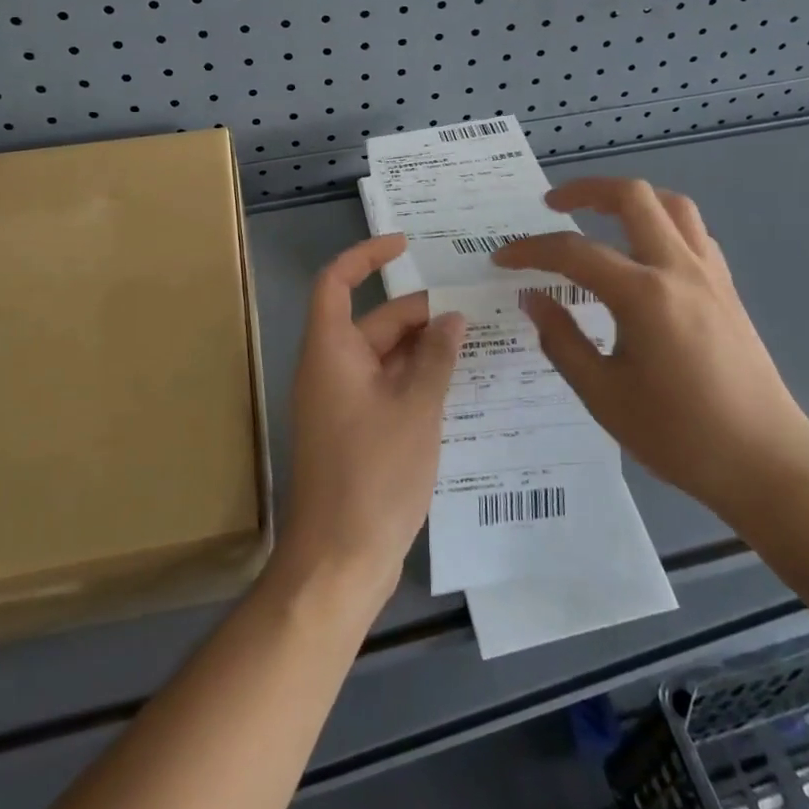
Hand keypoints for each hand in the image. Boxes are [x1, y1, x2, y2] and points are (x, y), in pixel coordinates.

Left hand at [280, 235, 464, 612]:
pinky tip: (458, 385)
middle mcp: (331, 369)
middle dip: (419, 312)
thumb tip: (451, 318)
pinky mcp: (355, 432)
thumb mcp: (415, 409)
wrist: (338, 562)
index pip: (337, 282)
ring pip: (384, 357)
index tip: (405, 245)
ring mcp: (342, 403)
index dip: (366, 256)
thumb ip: (435, 358)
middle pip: (373, 321)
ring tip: (477, 341)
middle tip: (473, 308)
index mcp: (331, 351)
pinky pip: (387, 387)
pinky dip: (417, 380)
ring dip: (423, 348)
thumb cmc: (373, 475)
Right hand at [493, 178, 808, 521]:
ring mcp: (710, 275)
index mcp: (644, 295)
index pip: (574, 252)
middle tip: (552, 205)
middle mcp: (679, 269)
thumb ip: (561, 340)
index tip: (501, 258)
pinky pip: (693, 233)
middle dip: (585, 190)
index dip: (530, 250)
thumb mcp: (603, 395)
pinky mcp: (727, 290)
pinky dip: (661, 224)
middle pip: (633, 197)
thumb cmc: (679, 435)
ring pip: (671, 205)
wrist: (768, 465)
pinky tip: (645, 253)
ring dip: (630, 200)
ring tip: (600, 216)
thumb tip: (534, 299)